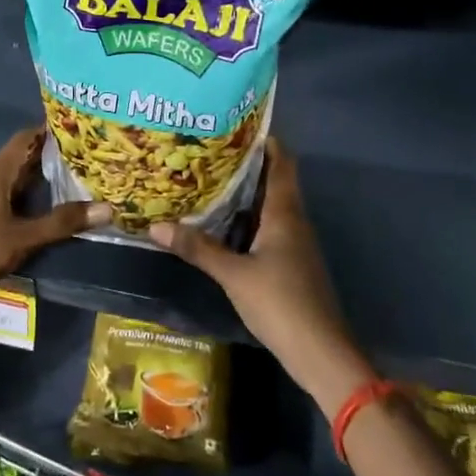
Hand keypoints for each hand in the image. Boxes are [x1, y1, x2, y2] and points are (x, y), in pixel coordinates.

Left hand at [0, 127, 110, 315]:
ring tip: (75, 183)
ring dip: (40, 182)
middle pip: (22, 160)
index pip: (26, 139)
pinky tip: (45, 211)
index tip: (81, 130)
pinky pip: (6, 199)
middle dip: (52, 159)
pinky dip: (27, 200)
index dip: (51, 131)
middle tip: (88, 159)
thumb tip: (108, 209)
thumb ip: (62, 222)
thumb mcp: (23, 238)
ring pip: (14, 182)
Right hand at [149, 139, 373, 414]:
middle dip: (245, 164)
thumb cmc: (281, 303)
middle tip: (207, 150)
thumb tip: (155, 226)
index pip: (282, 163)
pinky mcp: (289, 263)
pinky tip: (220, 224)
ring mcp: (294, 244)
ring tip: (206, 180)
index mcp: (285, 214)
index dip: (265, 140)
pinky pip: (266, 228)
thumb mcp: (234, 275)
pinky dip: (245, 219)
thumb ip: (197, 249)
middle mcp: (293, 221)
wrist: (320, 351)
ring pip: (268, 206)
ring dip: (243, 192)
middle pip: (273, 181)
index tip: (236, 124)